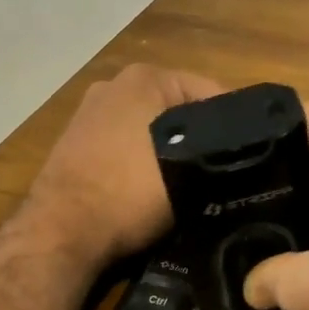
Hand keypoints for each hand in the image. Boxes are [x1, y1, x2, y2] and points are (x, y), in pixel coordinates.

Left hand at [22, 63, 224, 267]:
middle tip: (221, 172)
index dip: (234, 127)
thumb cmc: (129, 191)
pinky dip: (139, 159)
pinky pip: (124, 144)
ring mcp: (90, 112)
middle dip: (199, 136)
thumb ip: (218, 153)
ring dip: (169, 149)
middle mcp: (114, 84)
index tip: (247, 159)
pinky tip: (149, 187)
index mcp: (145, 77)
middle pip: (177, 108)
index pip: (211, 93)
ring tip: (190, 183)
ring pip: (150, 127)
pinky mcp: (75, 141)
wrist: (61, 232)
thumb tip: (239, 154)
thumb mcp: (188, 171)